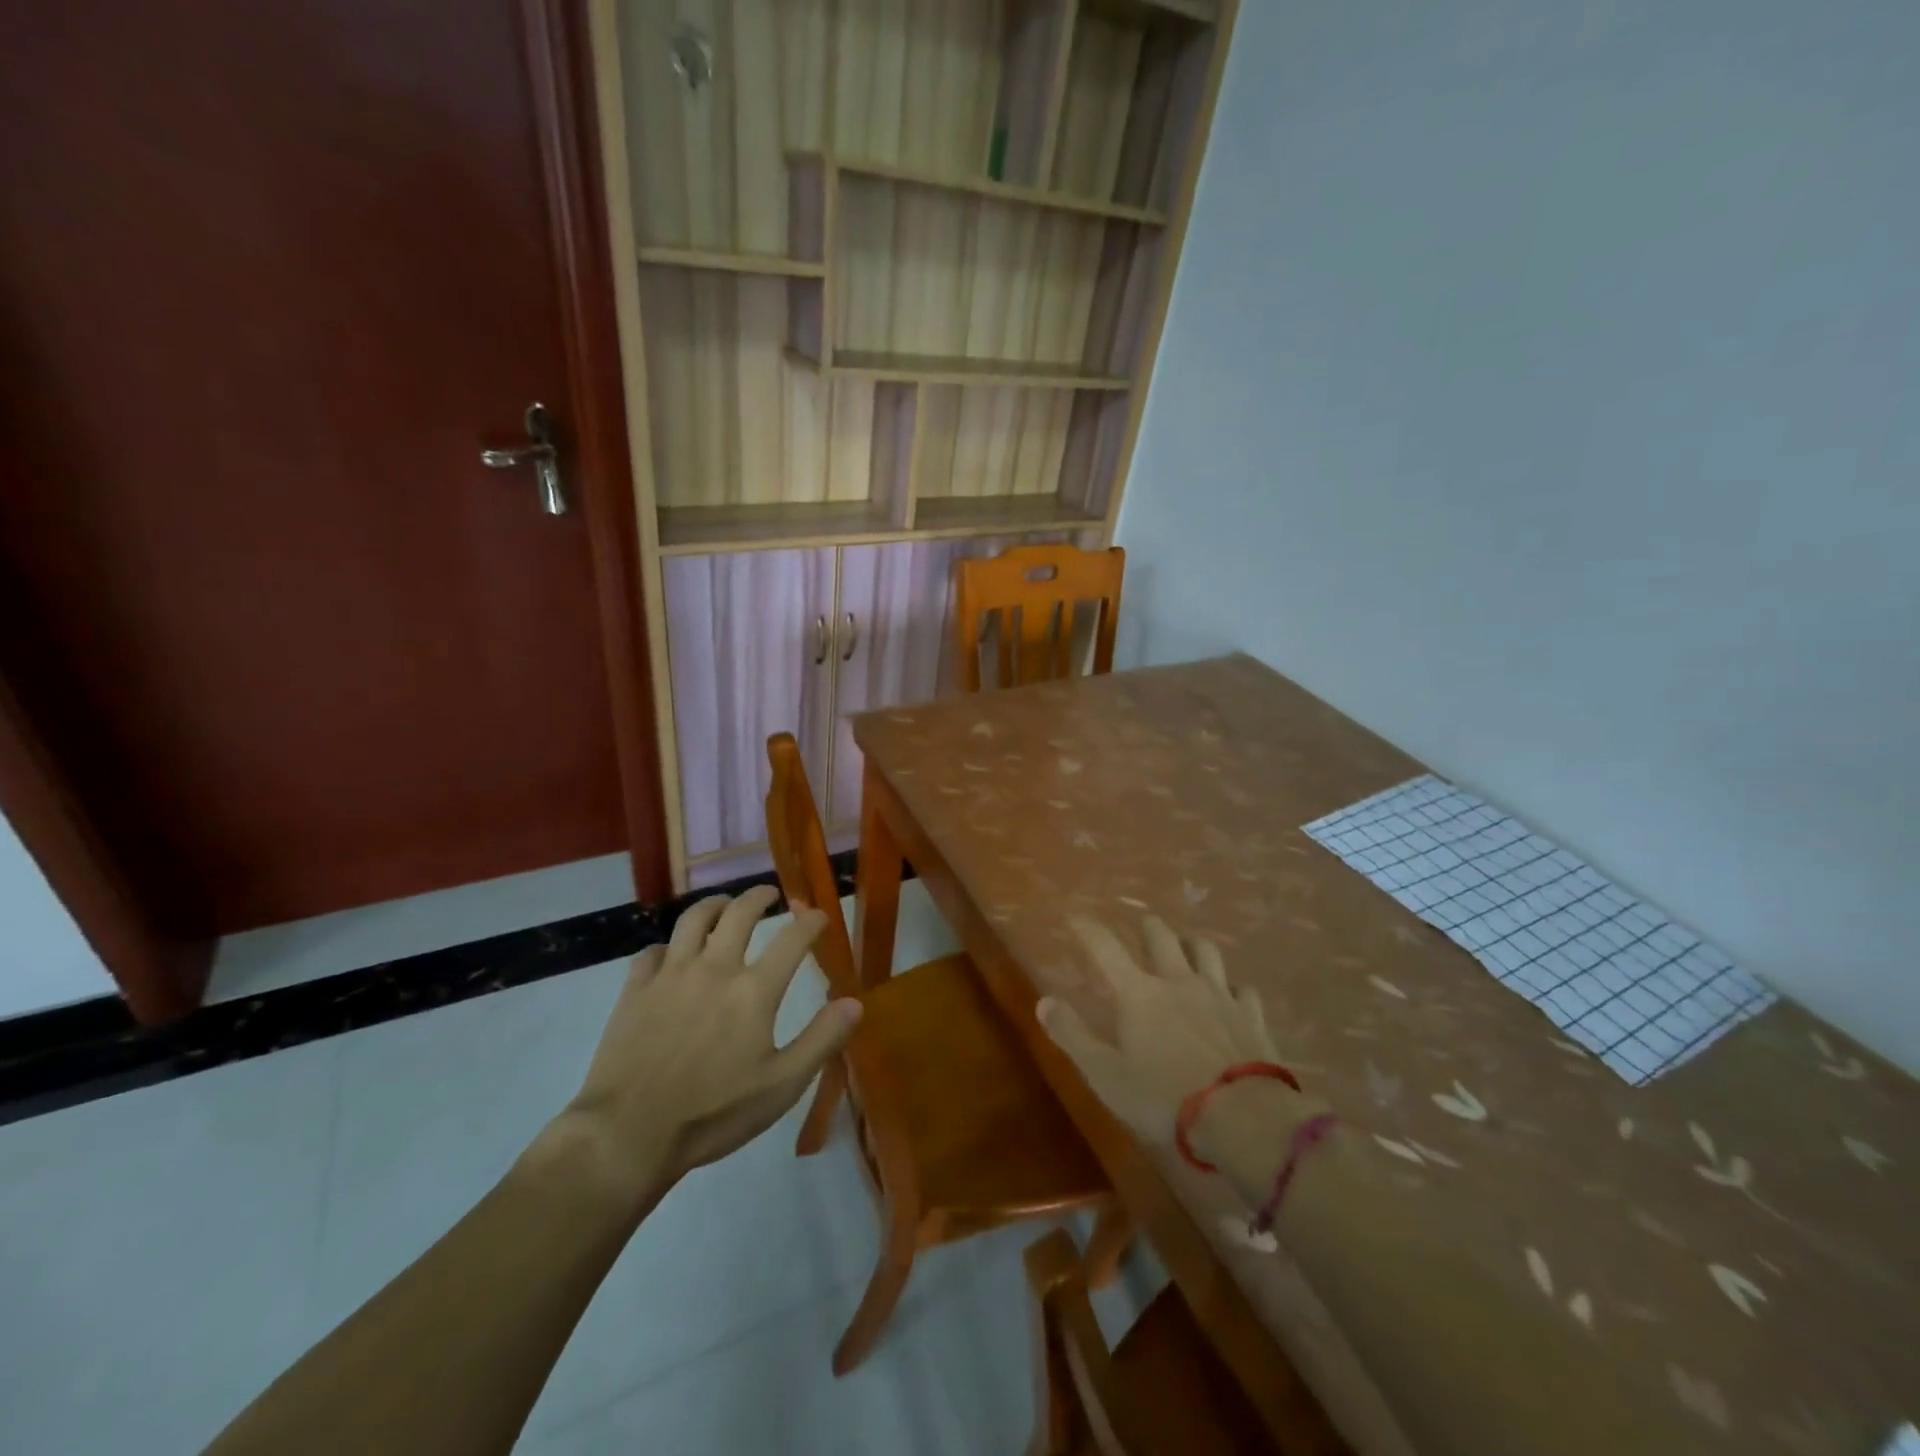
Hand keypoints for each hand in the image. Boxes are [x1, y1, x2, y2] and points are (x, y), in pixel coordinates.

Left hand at [559, 887, 861, 1200]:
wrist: (627, 1135)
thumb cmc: (713, 1114)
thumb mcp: (782, 1086)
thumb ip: (822, 1040)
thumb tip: (855, 1002)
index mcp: (754, 991)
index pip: (792, 939)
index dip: (810, 922)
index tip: (819, 916)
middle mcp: (714, 969)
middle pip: (739, 913)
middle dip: (759, 896)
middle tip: (770, 894)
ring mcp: (670, 975)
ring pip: (693, 919)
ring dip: (714, 905)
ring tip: (724, 905)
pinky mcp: (635, 990)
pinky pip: (653, 952)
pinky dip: (669, 946)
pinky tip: (672, 955)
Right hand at [1037, 915, 1293, 1147]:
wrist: (1243, 1118)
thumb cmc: (1163, 1098)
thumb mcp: (1106, 1074)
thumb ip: (1073, 1036)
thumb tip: (1043, 1001)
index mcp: (1139, 994)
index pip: (1106, 948)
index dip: (1088, 929)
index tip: (1076, 916)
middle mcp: (1179, 982)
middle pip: (1163, 939)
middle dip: (1149, 927)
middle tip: (1143, 923)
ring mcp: (1219, 996)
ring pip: (1207, 952)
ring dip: (1193, 944)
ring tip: (1188, 945)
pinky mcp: (1251, 1016)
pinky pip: (1243, 989)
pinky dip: (1233, 987)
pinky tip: (1233, 994)